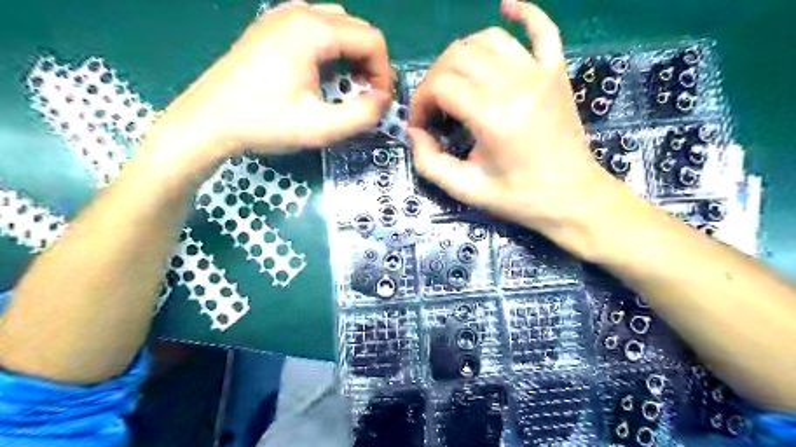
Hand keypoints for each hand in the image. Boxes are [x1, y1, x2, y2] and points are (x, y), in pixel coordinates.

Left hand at [145, 0, 390, 170]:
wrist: (209, 120)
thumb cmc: (265, 123)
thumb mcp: (320, 128)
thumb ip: (362, 115)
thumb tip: (384, 100)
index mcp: (313, 31)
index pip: (372, 40)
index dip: (384, 72)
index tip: (378, 101)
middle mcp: (300, 12)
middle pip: (357, 28)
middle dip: (371, 62)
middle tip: (366, 95)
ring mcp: (282, 14)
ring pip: (338, 24)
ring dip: (353, 53)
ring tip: (348, 84)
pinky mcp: (271, 25)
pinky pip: (316, 25)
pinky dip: (332, 46)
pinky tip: (324, 70)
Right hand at [407, 0, 616, 241]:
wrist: (571, 197)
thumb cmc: (518, 196)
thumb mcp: (466, 189)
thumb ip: (429, 162)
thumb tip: (415, 133)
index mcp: (492, 116)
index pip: (440, 85)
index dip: (420, 102)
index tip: (420, 124)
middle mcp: (515, 84)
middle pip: (458, 56)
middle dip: (435, 78)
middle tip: (434, 106)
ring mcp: (540, 73)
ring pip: (488, 38)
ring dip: (462, 54)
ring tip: (456, 80)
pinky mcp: (557, 72)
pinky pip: (542, 28)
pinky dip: (523, 13)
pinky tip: (506, 7)